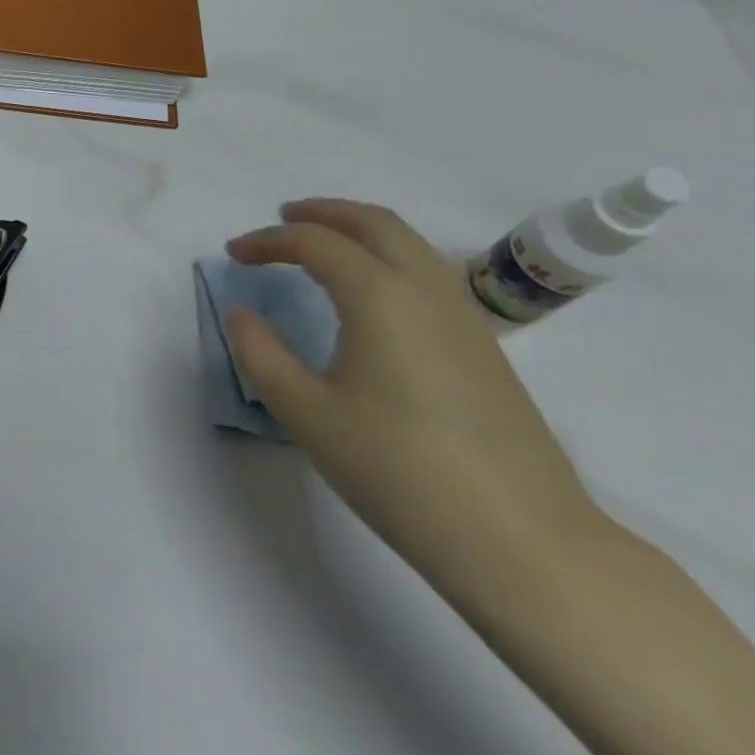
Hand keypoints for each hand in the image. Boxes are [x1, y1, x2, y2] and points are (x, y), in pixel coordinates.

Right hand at [224, 199, 607, 603]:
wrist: (521, 542)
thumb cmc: (398, 470)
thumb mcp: (306, 413)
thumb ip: (261, 354)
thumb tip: (240, 312)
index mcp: (379, 296)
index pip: (314, 243)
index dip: (267, 241)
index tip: (233, 256)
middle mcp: (426, 291)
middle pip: (375, 223)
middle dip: (324, 213)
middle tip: (283, 219)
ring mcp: (465, 319)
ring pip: (412, 244)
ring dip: (362, 231)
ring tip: (326, 245)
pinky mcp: (485, 349)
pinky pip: (431, 274)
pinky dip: (391, 258)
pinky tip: (374, 295)